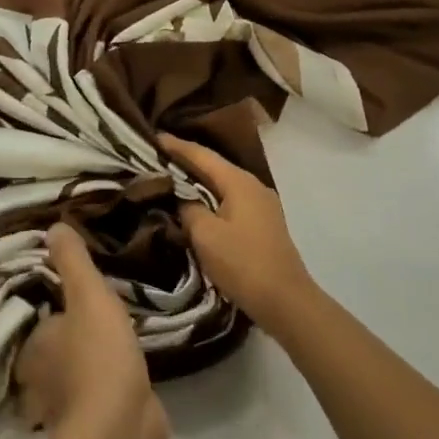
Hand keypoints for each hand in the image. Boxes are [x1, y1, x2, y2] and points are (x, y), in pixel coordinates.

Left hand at [17, 223, 167, 438]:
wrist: (121, 426)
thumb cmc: (98, 355)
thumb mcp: (88, 295)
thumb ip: (73, 261)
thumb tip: (54, 226)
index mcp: (32, 347)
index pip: (38, 320)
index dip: (56, 309)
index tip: (77, 297)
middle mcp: (40, 379)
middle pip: (55, 350)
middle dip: (73, 339)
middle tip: (98, 317)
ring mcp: (67, 407)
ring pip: (75, 376)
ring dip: (91, 365)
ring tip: (115, 341)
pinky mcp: (95, 427)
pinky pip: (99, 399)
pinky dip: (109, 389)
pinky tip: (129, 375)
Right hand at [160, 134, 322, 339]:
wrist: (285, 301)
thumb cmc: (242, 263)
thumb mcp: (205, 235)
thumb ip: (188, 209)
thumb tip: (183, 200)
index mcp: (239, 182)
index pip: (202, 155)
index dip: (176, 146)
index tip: (153, 137)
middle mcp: (253, 186)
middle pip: (214, 166)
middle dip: (187, 161)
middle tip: (157, 157)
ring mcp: (262, 205)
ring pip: (223, 184)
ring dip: (198, 181)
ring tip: (172, 178)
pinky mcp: (263, 223)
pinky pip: (231, 200)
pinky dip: (211, 197)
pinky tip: (196, 205)